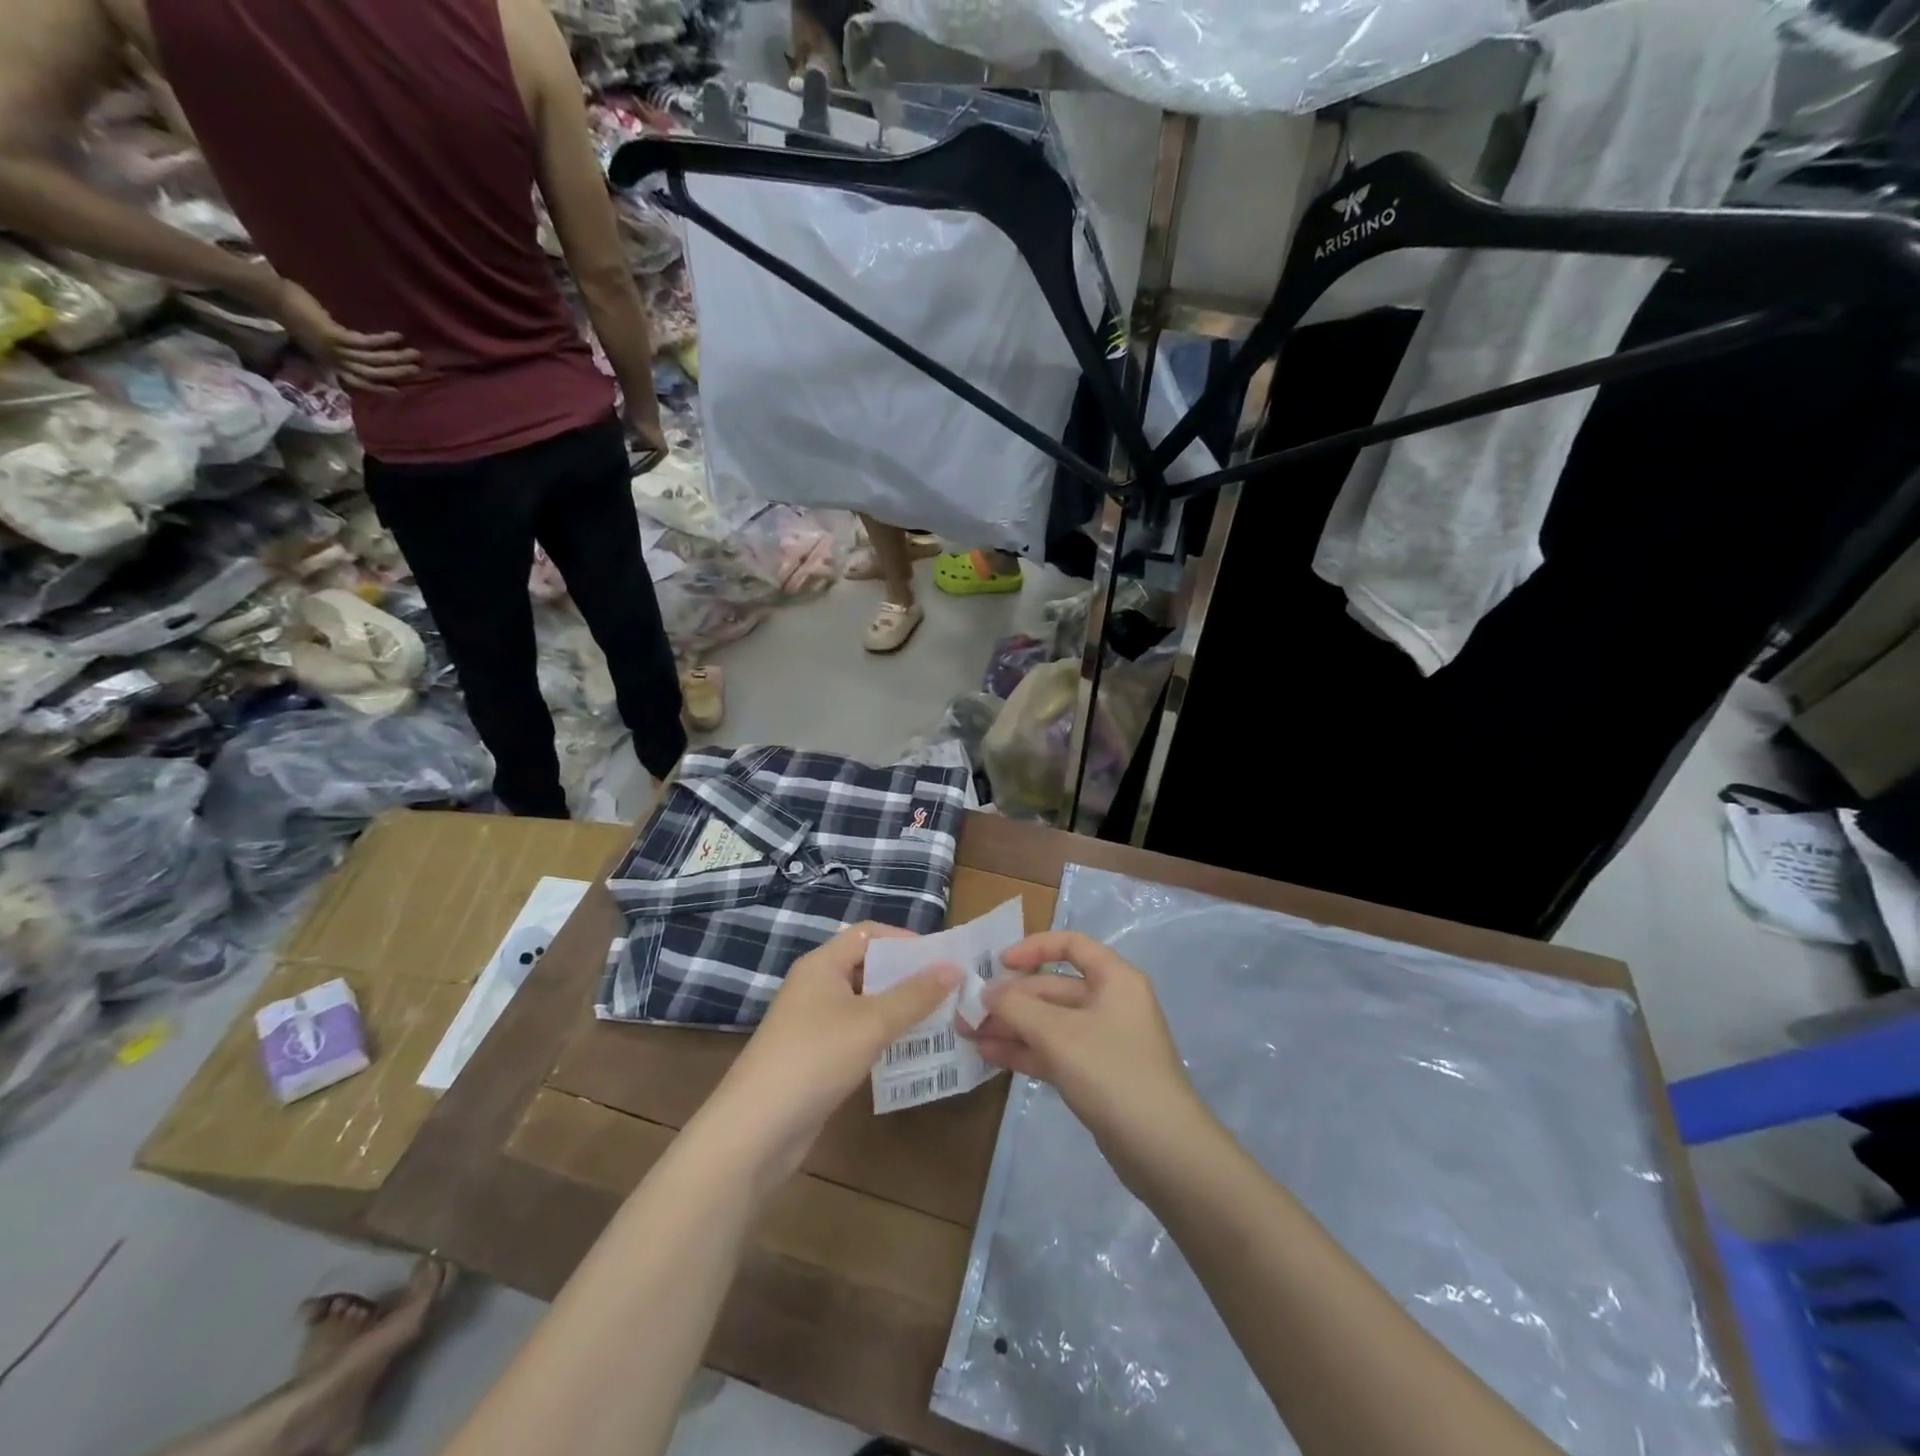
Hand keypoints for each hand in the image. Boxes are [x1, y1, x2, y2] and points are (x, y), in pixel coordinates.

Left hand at [270, 279, 421, 392]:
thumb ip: (332, 344)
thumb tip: (351, 346)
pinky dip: (383, 341)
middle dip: (397, 372)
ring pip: (373, 361)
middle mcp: (334, 360)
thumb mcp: (313, 334)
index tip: (399, 389)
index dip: (380, 387)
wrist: (270, 296)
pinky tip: (397, 336)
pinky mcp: (335, 336)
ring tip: (415, 354)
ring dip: (397, 359)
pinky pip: (365, 343)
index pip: (360, 381)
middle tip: (418, 368)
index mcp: (329, 361)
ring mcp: (334, 349)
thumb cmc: (290, 310)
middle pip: (373, 373)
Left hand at [703, 923, 960, 1190]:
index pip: (869, 934)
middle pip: (868, 967)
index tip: (941, 959)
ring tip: (941, 1020)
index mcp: (822, 964)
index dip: (905, 940)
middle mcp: (816, 986)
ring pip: (865, 1003)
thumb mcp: (872, 1022)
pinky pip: (857, 1033)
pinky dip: (883, 1037)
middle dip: (908, 977)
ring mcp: (813, 1023)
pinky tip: (909, 1052)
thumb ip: (915, 995)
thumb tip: (954, 968)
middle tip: (949, 991)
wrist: (755, 1131)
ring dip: (899, 1009)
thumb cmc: (815, 1058)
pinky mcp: (815, 1057)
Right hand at [964, 930, 1206, 1178]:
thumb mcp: (1058, 1033)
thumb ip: (1017, 1007)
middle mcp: (1111, 1002)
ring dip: (1012, 1026)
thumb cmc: (1112, 1072)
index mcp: (1114, 978)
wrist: (1163, 1150)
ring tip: (970, 1036)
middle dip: (1011, 999)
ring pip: (1050, 1022)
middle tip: (969, 1012)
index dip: (1033, 948)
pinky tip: (991, 1055)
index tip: (998, 963)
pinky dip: (1026, 1050)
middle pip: (1054, 988)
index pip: (1071, 945)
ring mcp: (1104, 1040)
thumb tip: (987, 992)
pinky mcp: (1097, 1074)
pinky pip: (1055, 1051)